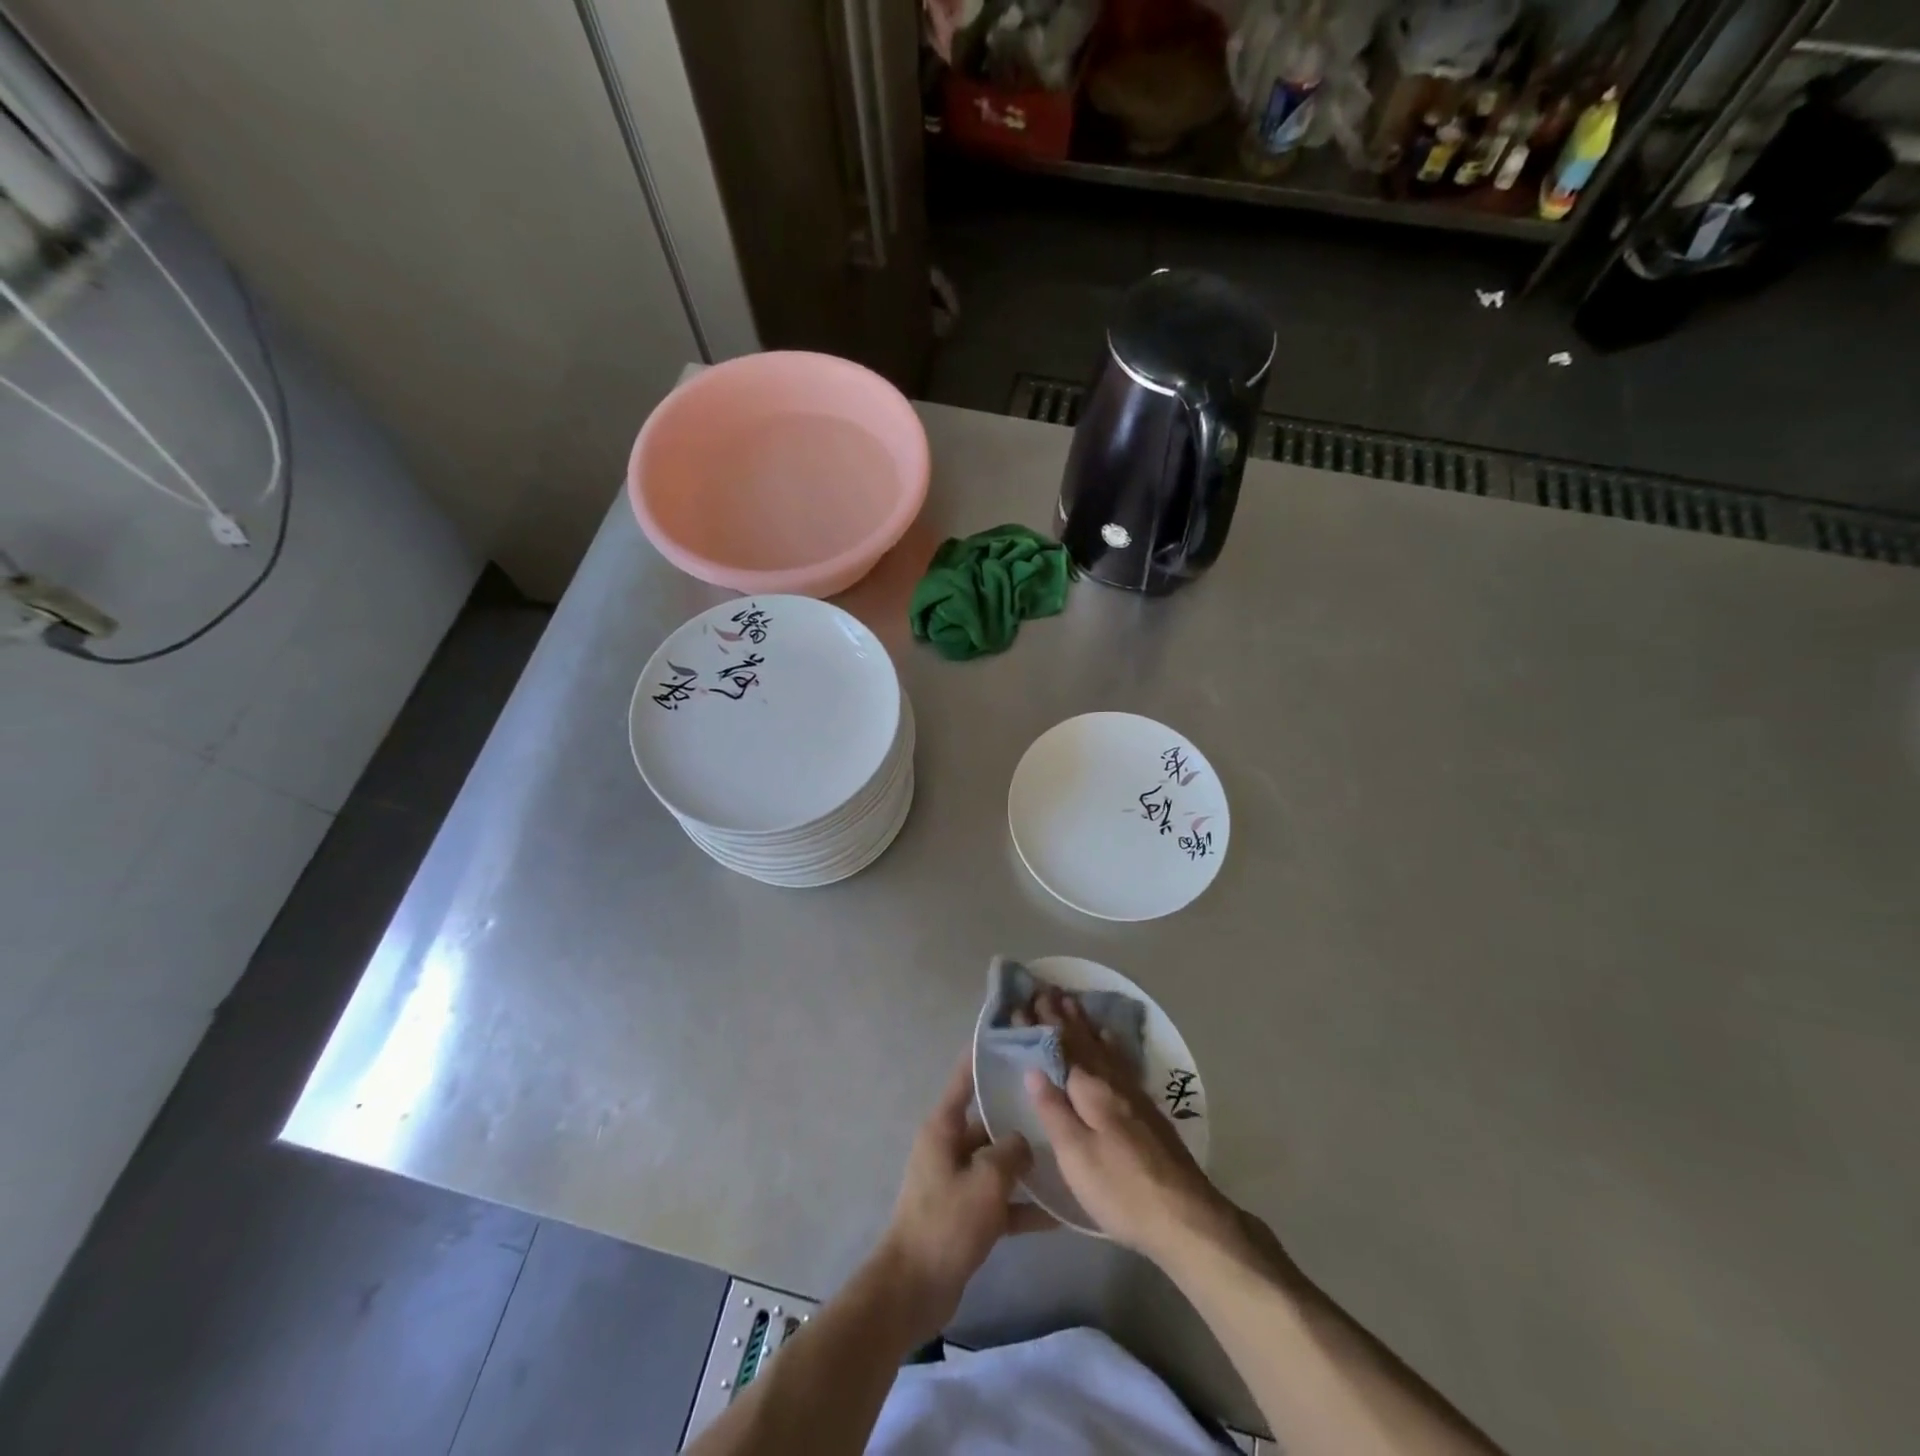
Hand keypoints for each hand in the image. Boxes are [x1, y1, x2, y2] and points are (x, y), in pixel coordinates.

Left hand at [877, 1055, 1055, 1343]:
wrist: (914, 1289)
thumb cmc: (946, 1222)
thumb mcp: (985, 1181)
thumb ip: (1010, 1152)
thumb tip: (1024, 1142)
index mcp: (944, 1127)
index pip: (964, 1078)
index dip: (984, 1057)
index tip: (1012, 1038)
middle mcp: (949, 1146)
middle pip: (988, 1120)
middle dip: (1019, 1116)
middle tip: (1059, 1103)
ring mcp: (958, 1181)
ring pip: (998, 1162)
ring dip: (1026, 1164)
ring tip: (1068, 1155)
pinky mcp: (966, 1215)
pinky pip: (1000, 1200)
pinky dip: (1024, 1206)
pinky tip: (1059, 1214)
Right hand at [1022, 989, 1244, 1264]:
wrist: (1186, 1216)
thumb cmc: (1121, 1188)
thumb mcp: (1076, 1155)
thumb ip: (1053, 1110)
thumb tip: (1033, 1068)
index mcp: (1091, 1090)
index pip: (1062, 1048)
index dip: (1044, 1025)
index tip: (1027, 1000)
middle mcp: (1113, 1082)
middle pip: (1084, 1042)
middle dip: (1063, 1016)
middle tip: (1047, 989)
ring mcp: (1134, 1095)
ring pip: (1103, 1048)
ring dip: (1085, 1024)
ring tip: (1073, 1002)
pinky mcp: (1147, 1110)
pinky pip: (1120, 1060)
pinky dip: (1109, 1043)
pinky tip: (1110, 1040)